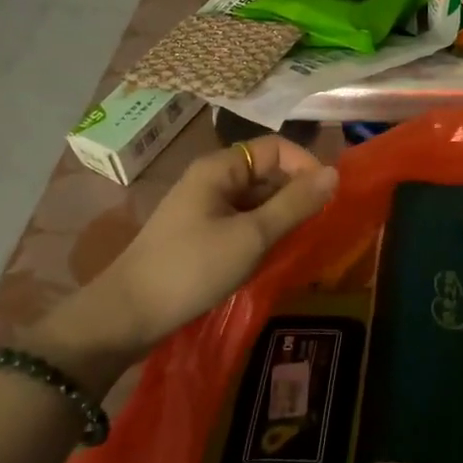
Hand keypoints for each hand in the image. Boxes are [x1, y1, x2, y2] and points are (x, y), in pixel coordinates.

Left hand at [38, 137, 337, 371]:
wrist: (127, 315)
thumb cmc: (192, 269)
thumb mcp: (251, 237)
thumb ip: (294, 204)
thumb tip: (335, 174)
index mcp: (220, 168)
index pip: (276, 148)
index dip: (306, 164)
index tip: (328, 196)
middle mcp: (212, 179)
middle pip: (266, 170)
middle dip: (296, 191)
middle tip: (320, 222)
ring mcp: (204, 207)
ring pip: (256, 198)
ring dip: (281, 213)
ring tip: (302, 239)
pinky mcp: (201, 233)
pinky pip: (242, 219)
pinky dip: (263, 230)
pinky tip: (274, 253)